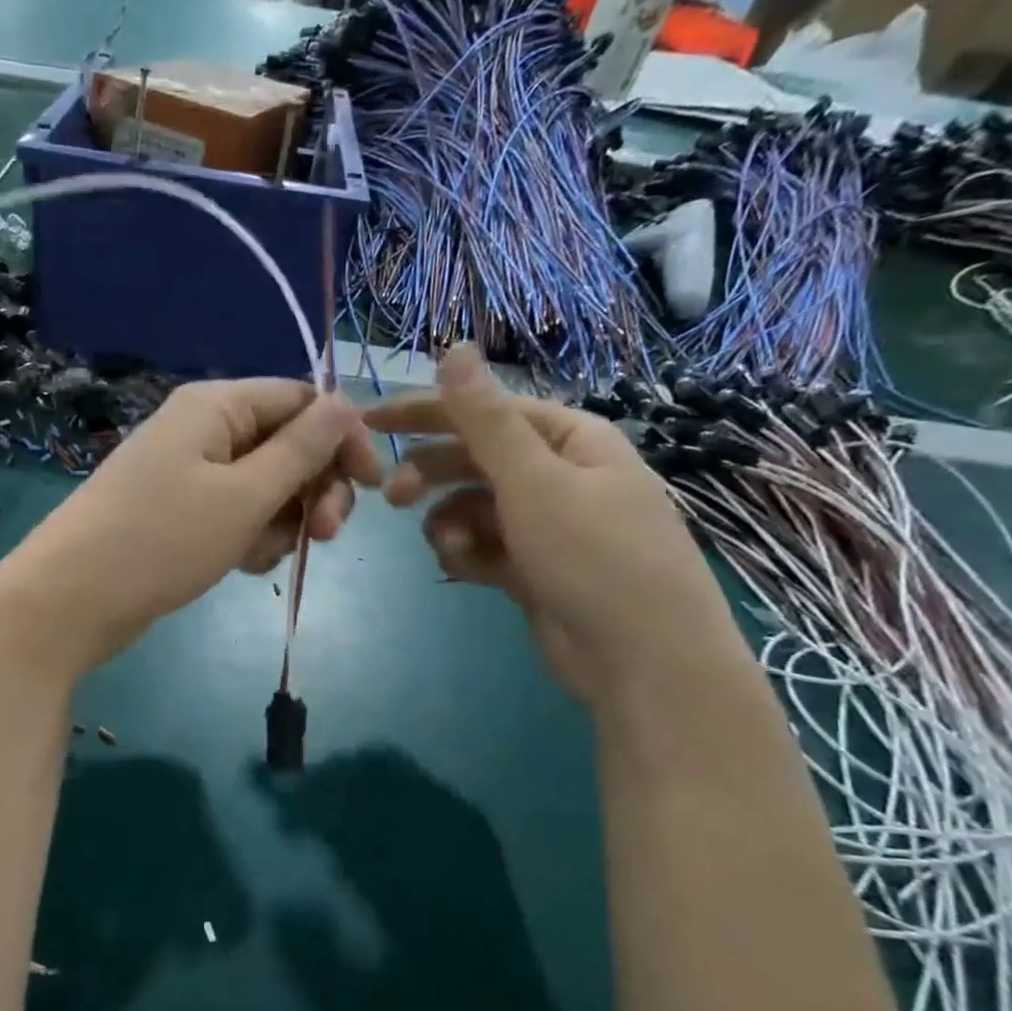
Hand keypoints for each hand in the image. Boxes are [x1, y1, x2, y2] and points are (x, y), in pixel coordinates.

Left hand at [0, 379, 382, 679]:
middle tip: (325, 534)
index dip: (343, 439)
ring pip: (264, 488)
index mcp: (216, 407)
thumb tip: (347, 404)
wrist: (70, 601)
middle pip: (286, 446)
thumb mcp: (244, 496)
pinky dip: (248, 538)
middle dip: (313, 489)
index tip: (373, 486)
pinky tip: (239, 566)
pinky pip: (234, 515)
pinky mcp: (178, 514)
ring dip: (280, 522)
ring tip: (259, 557)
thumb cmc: (162, 541)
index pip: (302, 400)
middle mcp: (203, 430)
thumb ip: (301, 450)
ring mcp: (187, 474)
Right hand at [365, 347, 744, 705]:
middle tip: (392, 496)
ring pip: (472, 507)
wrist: (642, 662)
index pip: (486, 410)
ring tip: (449, 546)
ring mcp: (545, 526)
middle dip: (432, 475)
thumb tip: (455, 348)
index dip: (426, 412)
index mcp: (570, 439)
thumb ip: (485, 419)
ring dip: (450, 521)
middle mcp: (558, 475)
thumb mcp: (533, 480)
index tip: (369, 422)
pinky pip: (482, 546)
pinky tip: (465, 567)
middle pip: (475, 460)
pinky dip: (467, 553)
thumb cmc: (594, 557)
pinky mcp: (531, 569)